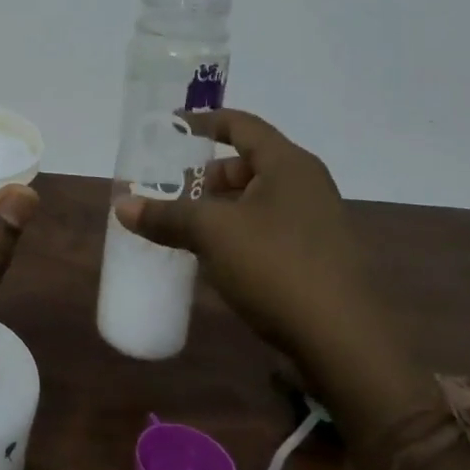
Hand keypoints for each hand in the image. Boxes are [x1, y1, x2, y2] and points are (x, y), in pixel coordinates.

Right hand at [114, 108, 425, 433]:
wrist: (347, 347)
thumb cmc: (277, 268)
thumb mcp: (211, 234)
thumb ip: (166, 215)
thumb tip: (122, 206)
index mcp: (289, 165)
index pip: (241, 124)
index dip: (203, 122)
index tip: (170, 127)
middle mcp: (308, 186)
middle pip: (248, 163)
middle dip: (207, 174)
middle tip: (173, 190)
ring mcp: (318, 223)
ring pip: (258, 199)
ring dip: (221, 207)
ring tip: (186, 226)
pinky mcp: (319, 259)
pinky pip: (269, 228)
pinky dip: (238, 232)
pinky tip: (215, 258)